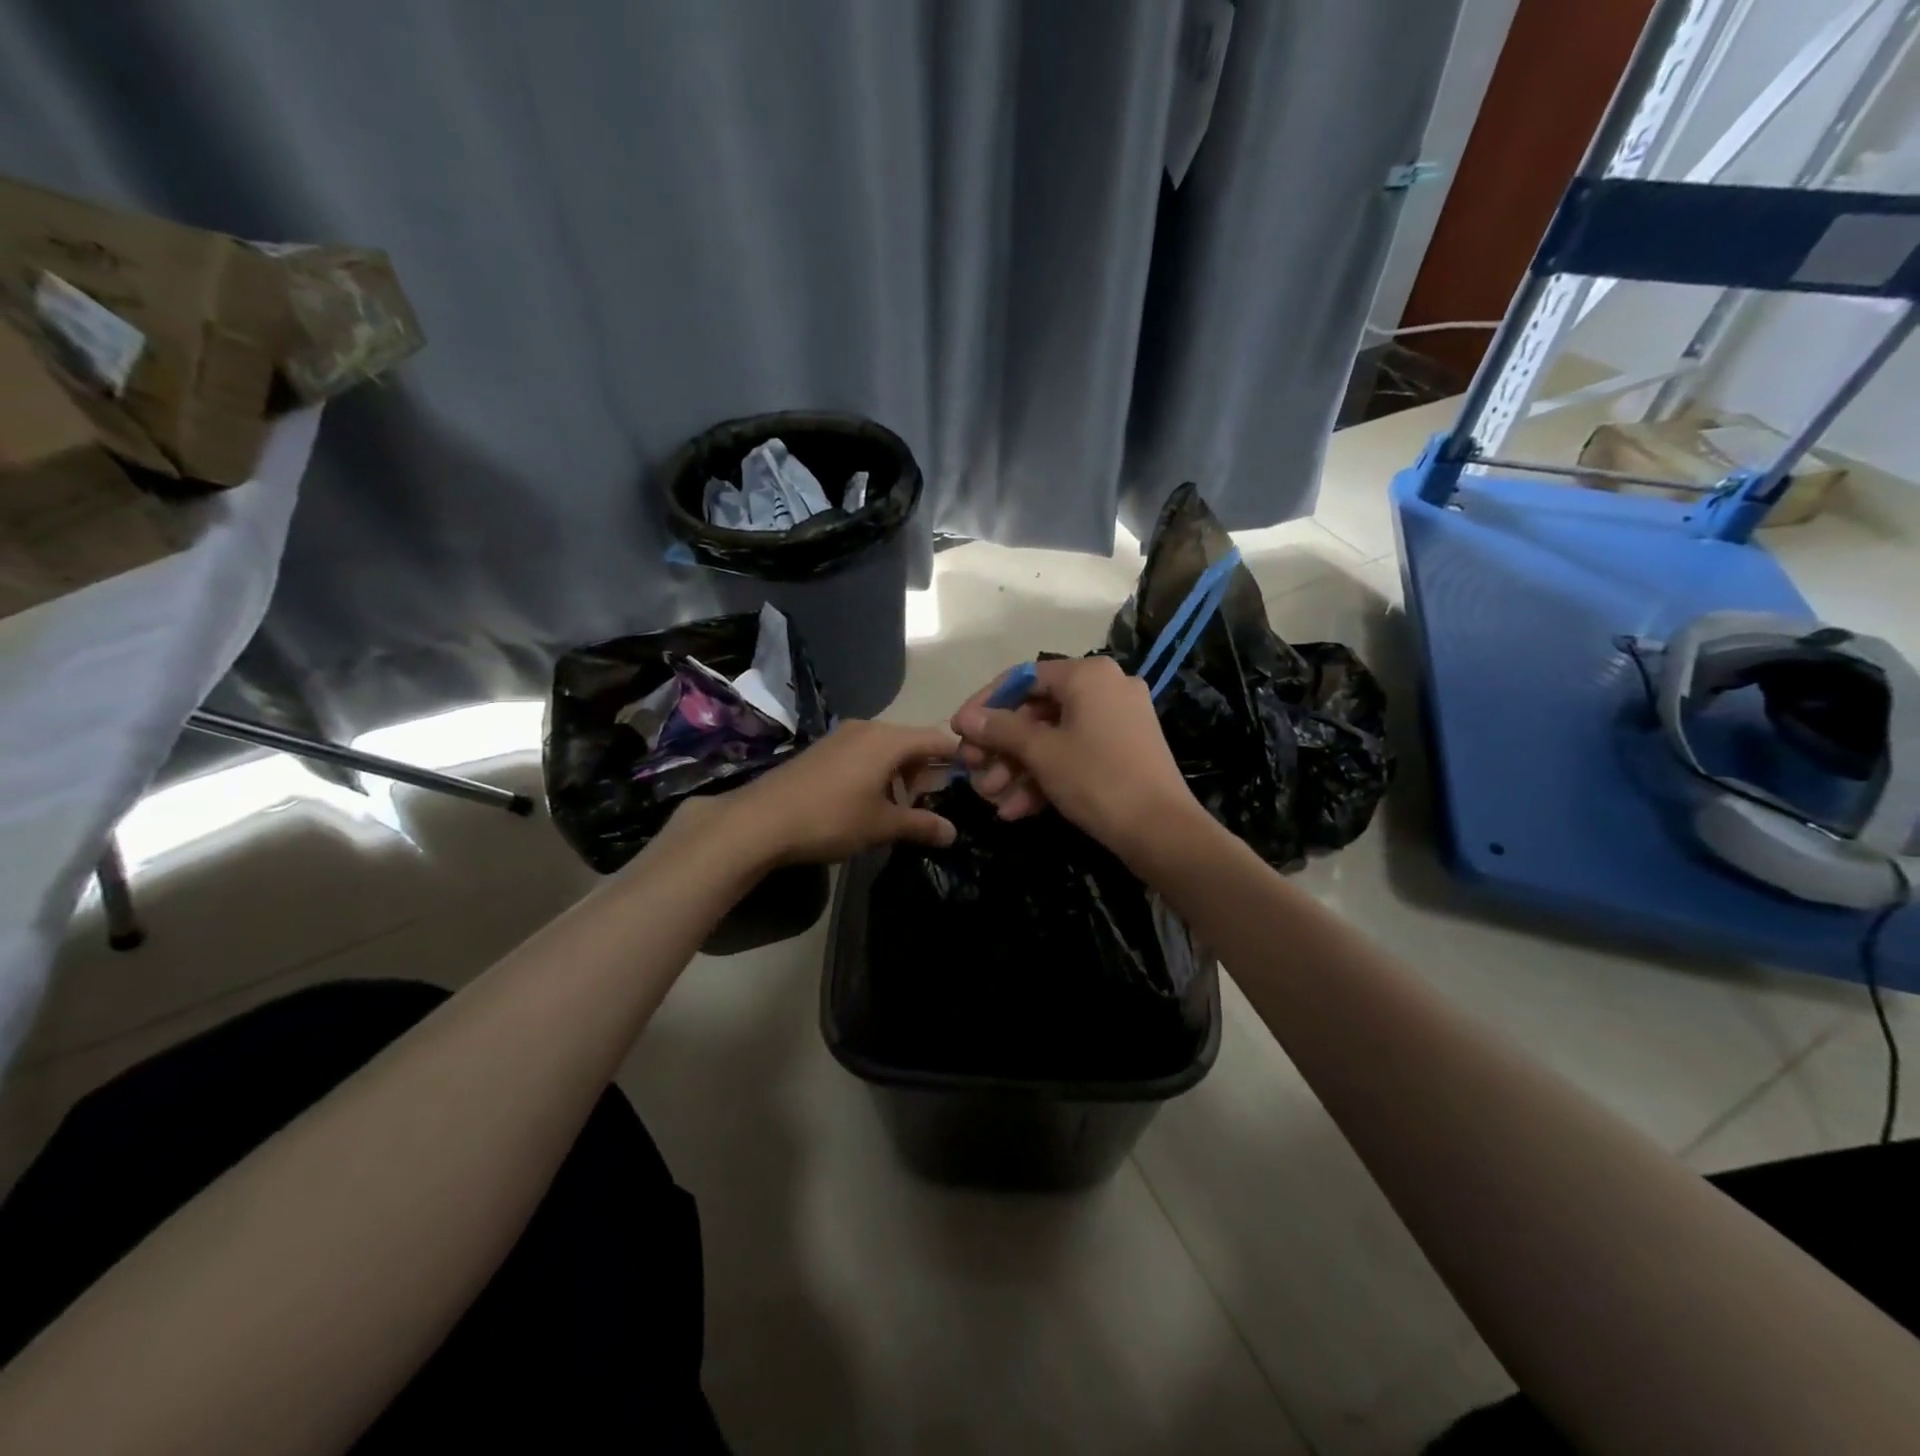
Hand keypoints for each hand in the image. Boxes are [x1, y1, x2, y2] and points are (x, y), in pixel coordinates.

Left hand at [713, 719, 958, 865]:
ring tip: (902, 807)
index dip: (957, 757)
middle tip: (935, 802)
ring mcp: (841, 736)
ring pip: (886, 749)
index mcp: (888, 739)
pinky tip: (869, 801)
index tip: (973, 778)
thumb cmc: (830, 818)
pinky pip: (864, 753)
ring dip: (900, 774)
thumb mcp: (881, 826)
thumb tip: (953, 833)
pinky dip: (877, 772)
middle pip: (911, 742)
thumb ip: (921, 825)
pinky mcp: (823, 749)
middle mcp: (867, 728)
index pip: (937, 738)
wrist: (760, 820)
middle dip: (926, 770)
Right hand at [951, 656, 1203, 865]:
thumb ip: (1001, 729)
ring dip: (1019, 768)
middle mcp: (1106, 688)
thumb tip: (967, 718)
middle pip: (1037, 710)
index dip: (986, 705)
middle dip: (1002, 746)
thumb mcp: (1042, 753)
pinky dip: (1047, 777)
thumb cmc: (1097, 779)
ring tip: (992, 799)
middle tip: (974, 771)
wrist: (1162, 832)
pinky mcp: (1124, 751)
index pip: (1023, 678)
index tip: (959, 732)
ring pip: (1054, 737)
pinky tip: (1018, 810)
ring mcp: (1118, 721)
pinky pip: (1076, 754)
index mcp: (1088, 675)